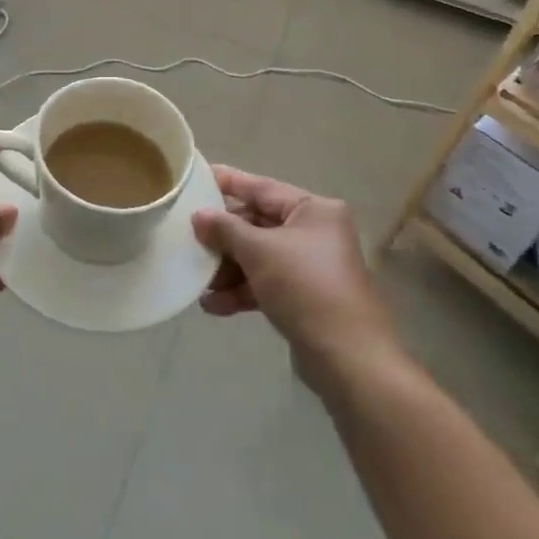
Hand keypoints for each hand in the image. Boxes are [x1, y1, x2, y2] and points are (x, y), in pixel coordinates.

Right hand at [193, 166, 396, 390]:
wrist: (349, 359)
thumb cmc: (306, 287)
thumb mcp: (259, 251)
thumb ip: (225, 228)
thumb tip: (198, 215)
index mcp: (313, 210)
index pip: (261, 187)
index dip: (227, 182)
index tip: (195, 179)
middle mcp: (314, 232)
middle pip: (257, 223)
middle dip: (223, 236)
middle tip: (188, 237)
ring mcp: (310, 266)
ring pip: (258, 256)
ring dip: (228, 268)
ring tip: (199, 280)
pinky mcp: (304, 297)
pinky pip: (265, 283)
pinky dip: (241, 291)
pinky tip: (213, 305)